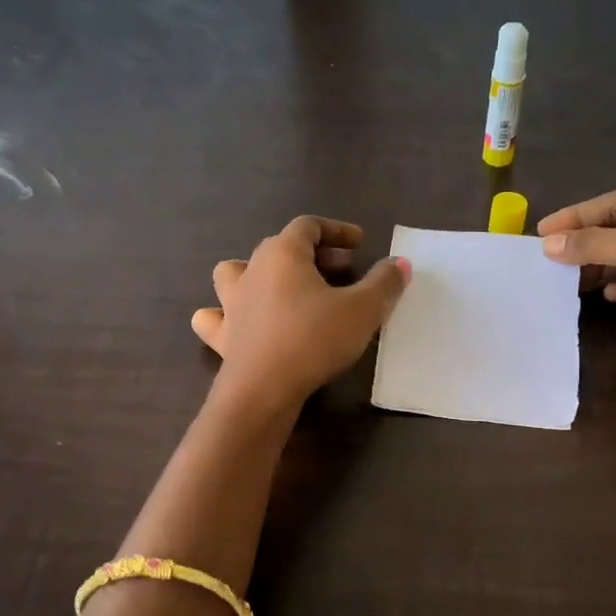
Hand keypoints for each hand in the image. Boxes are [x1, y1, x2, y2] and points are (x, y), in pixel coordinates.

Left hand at [191, 217, 409, 411]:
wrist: (264, 389)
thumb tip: (399, 264)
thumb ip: (384, 283)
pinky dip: (226, 314)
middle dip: (313, 255)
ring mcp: (231, 303)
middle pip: (280, 247)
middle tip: (342, 271)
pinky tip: (239, 322)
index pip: (309, 226)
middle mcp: (252, 270)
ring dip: (259, 273)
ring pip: (235, 272)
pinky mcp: (222, 336)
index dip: (337, 230)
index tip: (360, 243)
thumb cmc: (314, 339)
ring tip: (283, 288)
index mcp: (283, 253)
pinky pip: (216, 316)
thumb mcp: (364, 310)